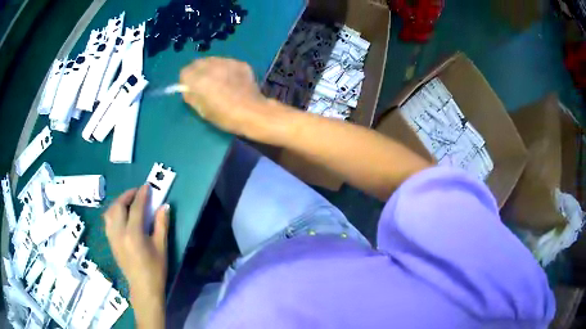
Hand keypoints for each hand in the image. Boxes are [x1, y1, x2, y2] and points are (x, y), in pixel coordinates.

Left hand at [103, 185, 168, 302]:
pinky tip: (121, 214)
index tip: (147, 186)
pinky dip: (113, 212)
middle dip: (128, 195)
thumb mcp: (162, 247)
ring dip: (119, 202)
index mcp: (133, 234)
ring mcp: (112, 237)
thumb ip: (162, 224)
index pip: (136, 207)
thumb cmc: (155, 269)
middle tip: (138, 192)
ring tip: (128, 201)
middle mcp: (119, 232)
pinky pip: (108, 221)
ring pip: (110, 212)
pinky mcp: (110, 241)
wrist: (143, 287)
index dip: (142, 195)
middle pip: (119, 206)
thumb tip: (164, 206)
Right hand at [180, 57, 286, 138]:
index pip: (184, 72)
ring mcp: (228, 62)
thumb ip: (191, 97)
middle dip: (197, 72)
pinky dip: (225, 69)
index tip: (190, 88)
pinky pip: (227, 62)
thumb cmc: (225, 116)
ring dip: (211, 68)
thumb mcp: (202, 111)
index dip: (186, 81)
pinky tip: (232, 81)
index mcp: (199, 80)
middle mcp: (212, 67)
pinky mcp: (240, 63)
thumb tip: (187, 89)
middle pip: (198, 63)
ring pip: (212, 60)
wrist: (253, 113)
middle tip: (204, 84)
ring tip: (219, 81)